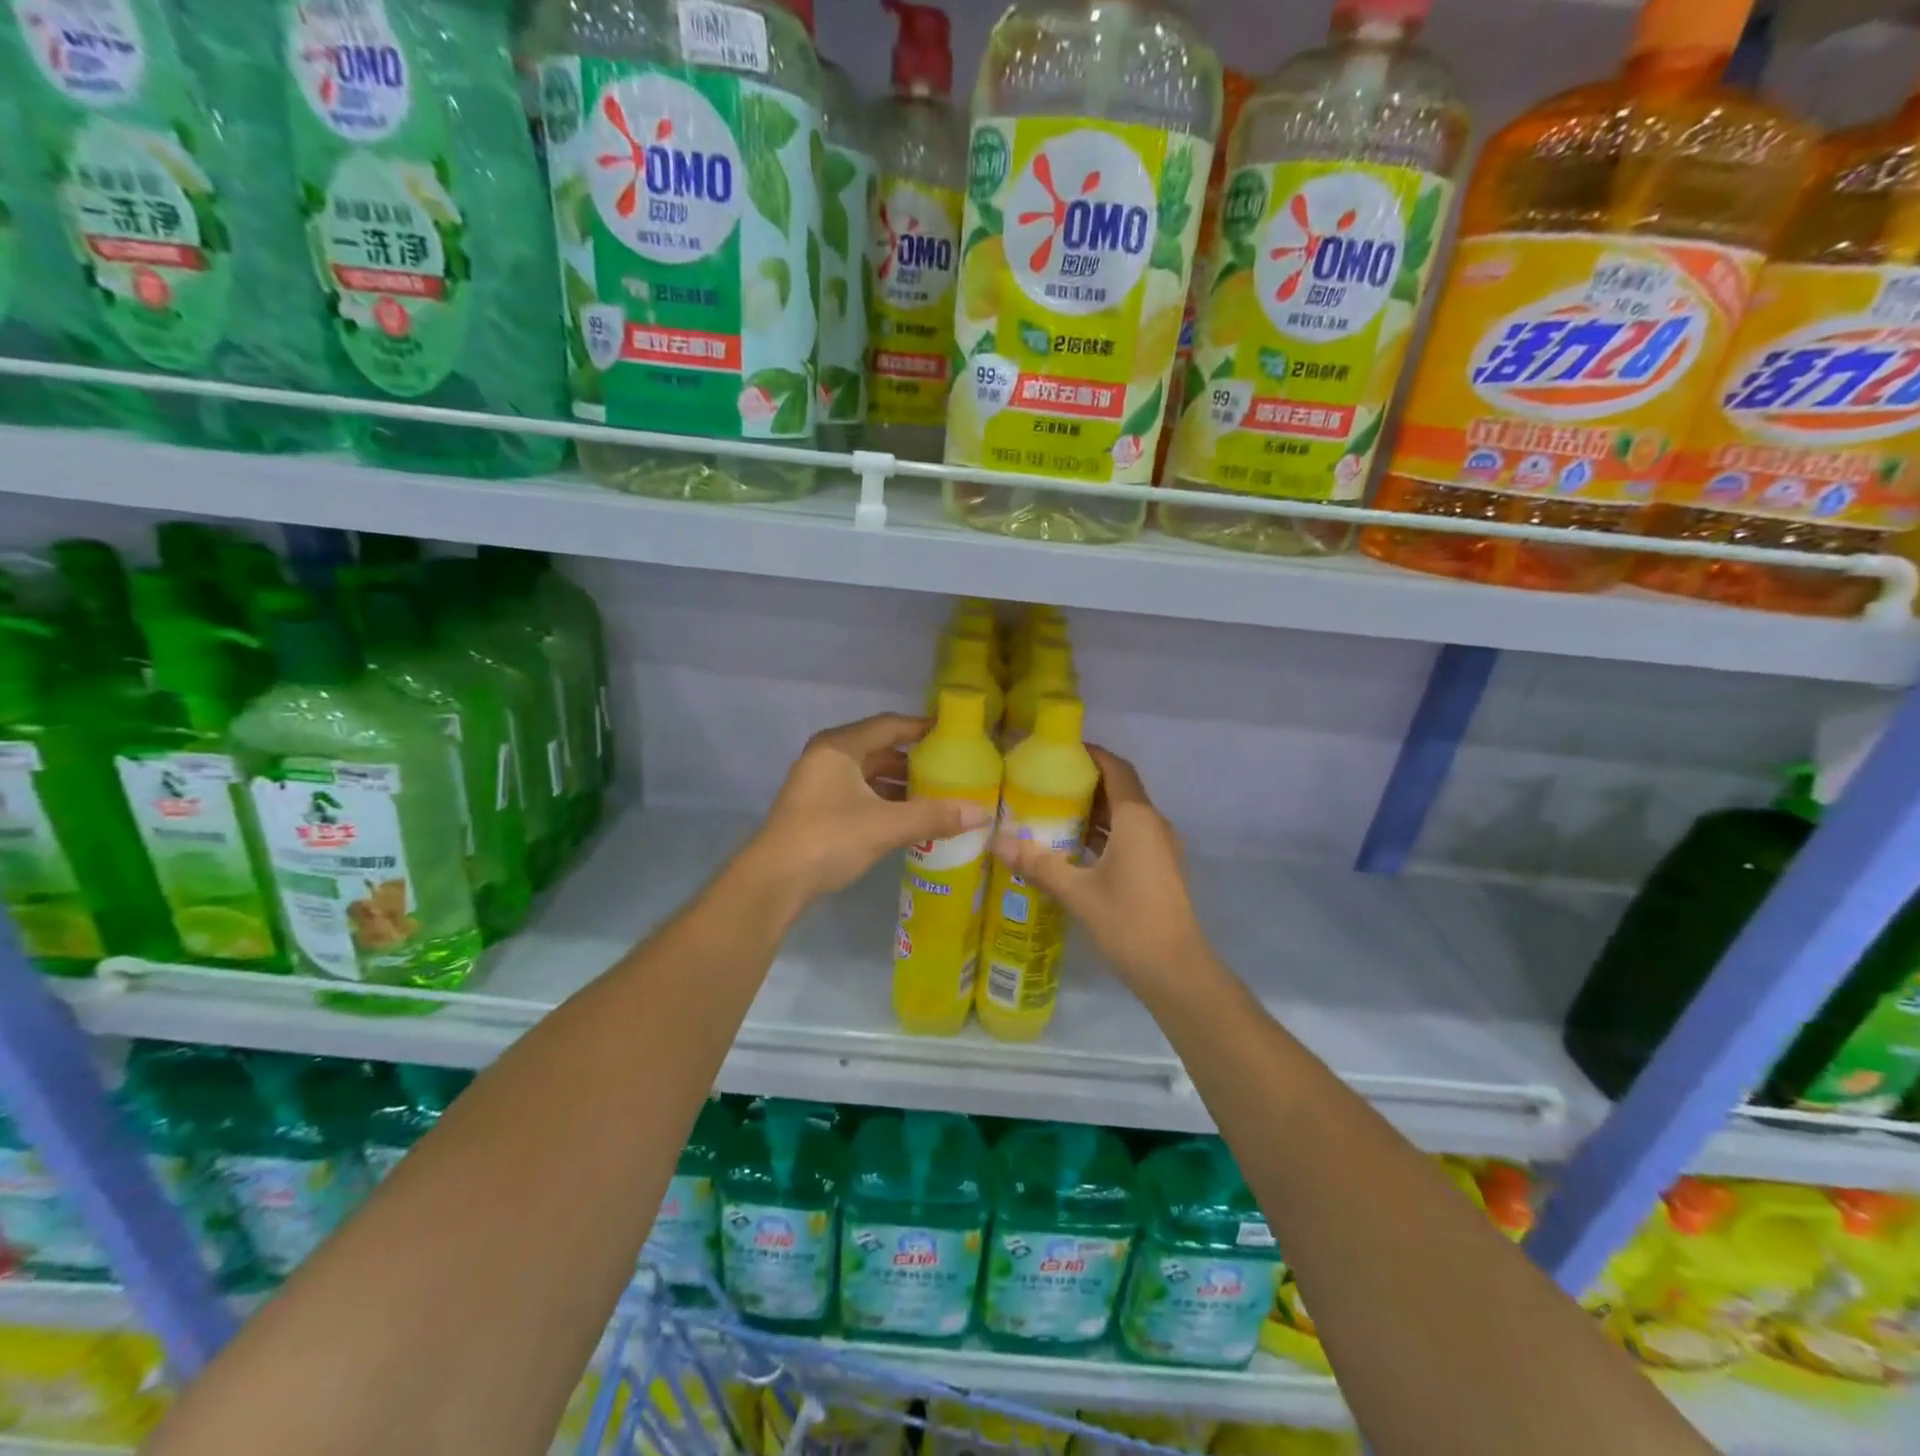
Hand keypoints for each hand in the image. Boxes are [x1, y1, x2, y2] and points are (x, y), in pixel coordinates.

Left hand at [750, 713, 991, 903]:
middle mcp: (827, 758)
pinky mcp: (818, 810)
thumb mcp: (887, 825)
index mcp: (839, 747)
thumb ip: (934, 815)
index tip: (954, 734)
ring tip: (938, 795)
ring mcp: (820, 785)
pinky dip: (885, 802)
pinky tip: (910, 818)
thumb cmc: (830, 838)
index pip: (889, 725)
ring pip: (869, 775)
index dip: (922, 728)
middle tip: (952, 769)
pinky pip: (860, 795)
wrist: (775, 882)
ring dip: (901, 785)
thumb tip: (982, 812)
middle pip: (879, 750)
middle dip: (915, 761)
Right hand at [990, 747, 1206, 994]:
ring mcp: (1159, 848)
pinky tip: (1073, 847)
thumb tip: (996, 842)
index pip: (1116, 768)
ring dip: (1094, 810)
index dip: (1091, 754)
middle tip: (1045, 781)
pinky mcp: (1158, 868)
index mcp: (1137, 819)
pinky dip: (1104, 833)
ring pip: (1124, 815)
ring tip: (1052, 810)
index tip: (1059, 750)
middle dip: (1086, 782)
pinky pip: (1129, 836)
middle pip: (1120, 789)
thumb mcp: (1077, 892)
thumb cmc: (1128, 921)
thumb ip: (1038, 864)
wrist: (1176, 970)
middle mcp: (1153, 825)